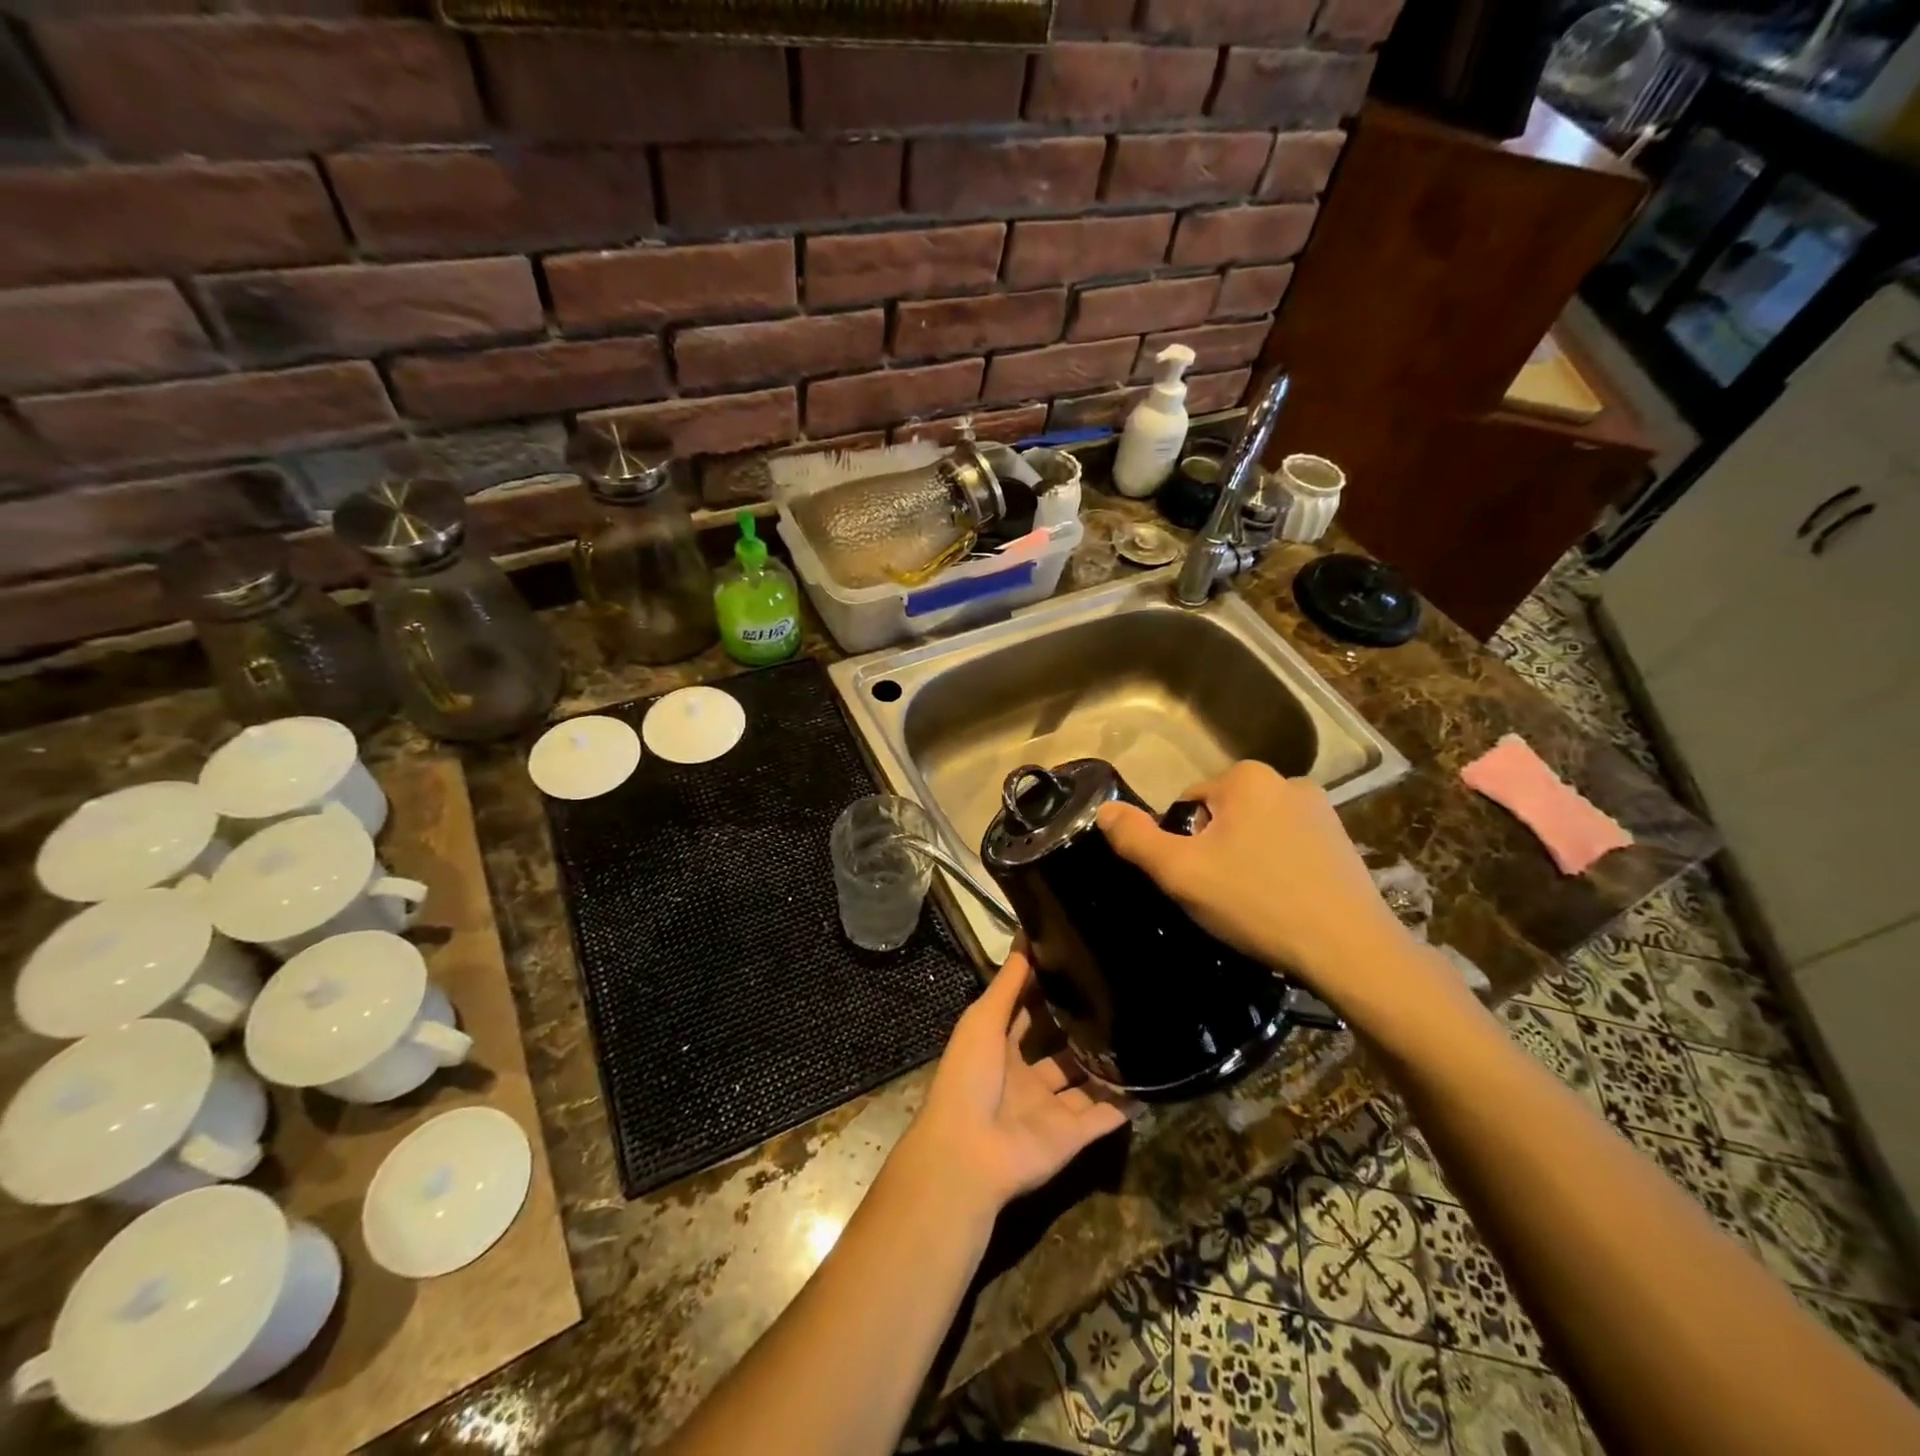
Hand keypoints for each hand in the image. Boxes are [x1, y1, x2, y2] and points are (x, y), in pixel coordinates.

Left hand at [900, 948, 1129, 1216]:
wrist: (970, 1153)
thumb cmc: (969, 1075)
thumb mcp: (984, 1018)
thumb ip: (1009, 981)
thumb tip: (1027, 931)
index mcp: (999, 1050)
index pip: (1026, 1015)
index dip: (1046, 993)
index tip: (1076, 965)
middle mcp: (1026, 1079)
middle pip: (1060, 1051)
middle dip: (1082, 1030)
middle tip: (1118, 998)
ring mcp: (1050, 1110)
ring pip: (1086, 1083)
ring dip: (1107, 1065)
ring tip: (1141, 1033)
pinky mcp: (1073, 1137)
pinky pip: (1105, 1117)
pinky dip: (1125, 1103)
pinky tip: (1152, 1081)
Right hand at [1096, 761, 1460, 1034]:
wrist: (1350, 950)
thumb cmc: (1256, 903)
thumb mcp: (1180, 873)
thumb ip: (1136, 838)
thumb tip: (1104, 809)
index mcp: (1246, 778)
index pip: (1187, 803)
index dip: (1182, 843)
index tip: (1196, 881)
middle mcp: (1287, 780)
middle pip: (1222, 815)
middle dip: (1214, 849)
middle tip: (1220, 895)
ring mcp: (1322, 810)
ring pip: (1256, 831)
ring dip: (1246, 858)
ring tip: (1253, 903)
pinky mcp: (1343, 840)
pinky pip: (1289, 846)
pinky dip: (1278, 868)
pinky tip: (1283, 903)